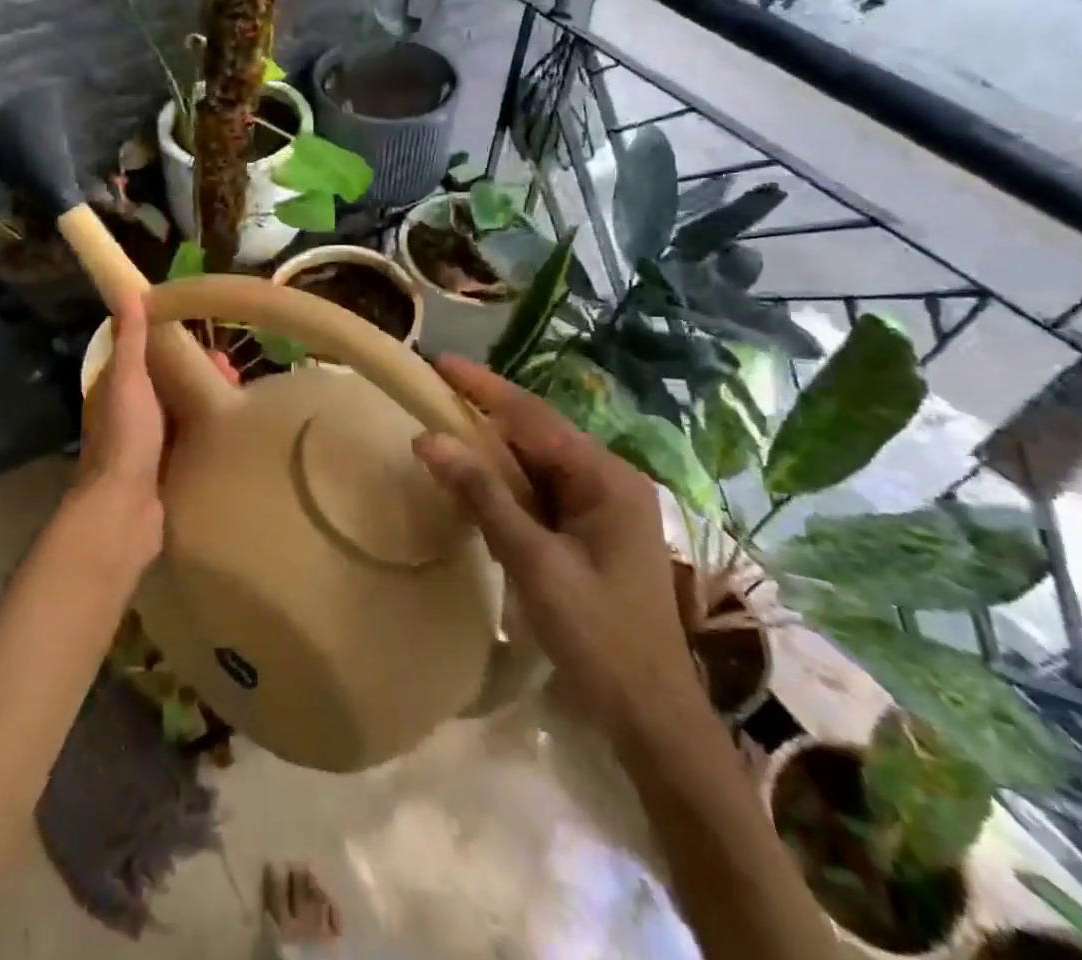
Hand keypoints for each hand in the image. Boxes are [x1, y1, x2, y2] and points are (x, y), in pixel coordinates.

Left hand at [76, 297, 234, 578]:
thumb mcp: (128, 380)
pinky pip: (191, 442)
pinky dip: (209, 432)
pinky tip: (234, 432)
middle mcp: (132, 415)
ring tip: (240, 399)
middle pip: (170, 385)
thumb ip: (130, 340)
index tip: (208, 340)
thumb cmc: (126, 439)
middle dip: (200, 374)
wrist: (124, 512)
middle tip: (234, 372)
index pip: (149, 357)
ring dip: (208, 402)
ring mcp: (149, 446)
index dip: (176, 345)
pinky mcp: (167, 471)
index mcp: (118, 391)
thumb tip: (127, 290)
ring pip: (183, 413)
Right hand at [412, 355, 700, 741]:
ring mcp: (605, 506)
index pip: (533, 416)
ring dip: (493, 450)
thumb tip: (429, 438)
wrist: (652, 718)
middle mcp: (610, 480)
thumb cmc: (598, 636)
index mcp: (606, 478)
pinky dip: (508, 485)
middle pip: (537, 434)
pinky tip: (477, 485)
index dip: (483, 387)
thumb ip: (483, 495)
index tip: (439, 362)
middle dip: (485, 414)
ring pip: (538, 462)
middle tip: (432, 397)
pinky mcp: (595, 531)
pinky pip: (544, 491)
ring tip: (444, 432)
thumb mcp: (534, 561)